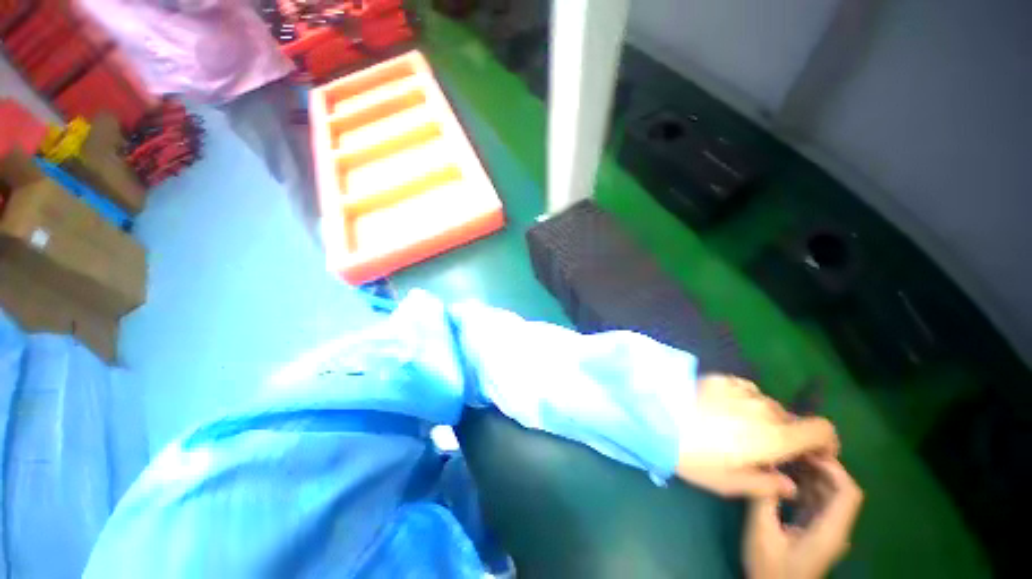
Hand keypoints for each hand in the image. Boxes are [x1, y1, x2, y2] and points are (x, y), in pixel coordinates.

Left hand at [676, 375, 838, 497]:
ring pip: (767, 404)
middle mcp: (764, 407)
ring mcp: (741, 388)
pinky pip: (744, 389)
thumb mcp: (731, 483)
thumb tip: (789, 484)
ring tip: (738, 427)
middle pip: (790, 419)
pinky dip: (744, 400)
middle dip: (786, 434)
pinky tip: (723, 409)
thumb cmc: (695, 457)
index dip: (824, 442)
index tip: (813, 454)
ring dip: (762, 416)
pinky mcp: (720, 378)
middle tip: (764, 447)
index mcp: (775, 436)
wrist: (656, 419)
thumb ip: (768, 484)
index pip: (821, 429)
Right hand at [744, 457, 862, 578]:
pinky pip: (815, 499)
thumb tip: (763, 465)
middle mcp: (834, 527)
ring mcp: (825, 528)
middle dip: (817, 464)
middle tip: (788, 446)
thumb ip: (765, 499)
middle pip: (838, 488)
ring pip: (826, 492)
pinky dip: (802, 482)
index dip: (832, 468)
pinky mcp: (814, 528)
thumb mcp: (762, 533)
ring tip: (782, 454)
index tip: (805, 450)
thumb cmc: (770, 567)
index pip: (847, 492)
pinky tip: (780, 473)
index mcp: (829, 530)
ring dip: (808, 472)